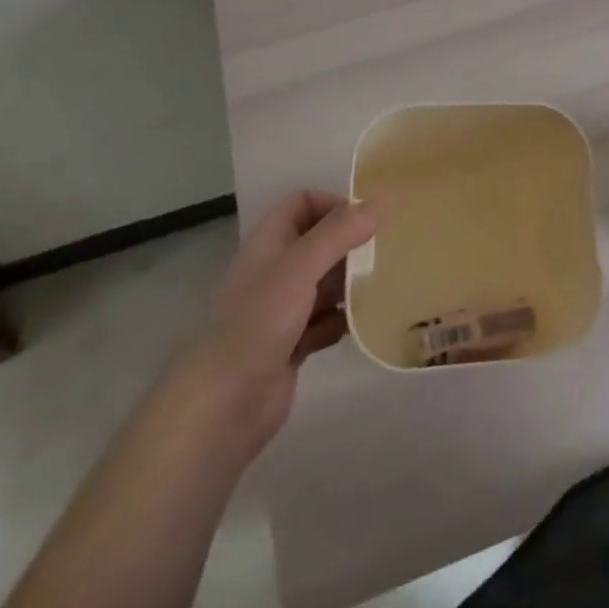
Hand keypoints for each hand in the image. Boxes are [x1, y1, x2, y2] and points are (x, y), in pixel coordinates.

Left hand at [165, 190, 378, 462]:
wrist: (219, 409)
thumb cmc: (256, 324)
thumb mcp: (300, 267)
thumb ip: (341, 232)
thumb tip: (385, 198)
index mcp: (268, 244)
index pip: (302, 203)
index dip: (333, 204)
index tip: (368, 220)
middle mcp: (275, 272)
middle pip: (319, 243)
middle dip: (352, 245)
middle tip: (389, 252)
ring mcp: (282, 311)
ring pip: (326, 284)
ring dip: (353, 283)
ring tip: (388, 285)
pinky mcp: (292, 347)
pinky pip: (327, 323)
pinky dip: (346, 321)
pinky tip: (367, 325)